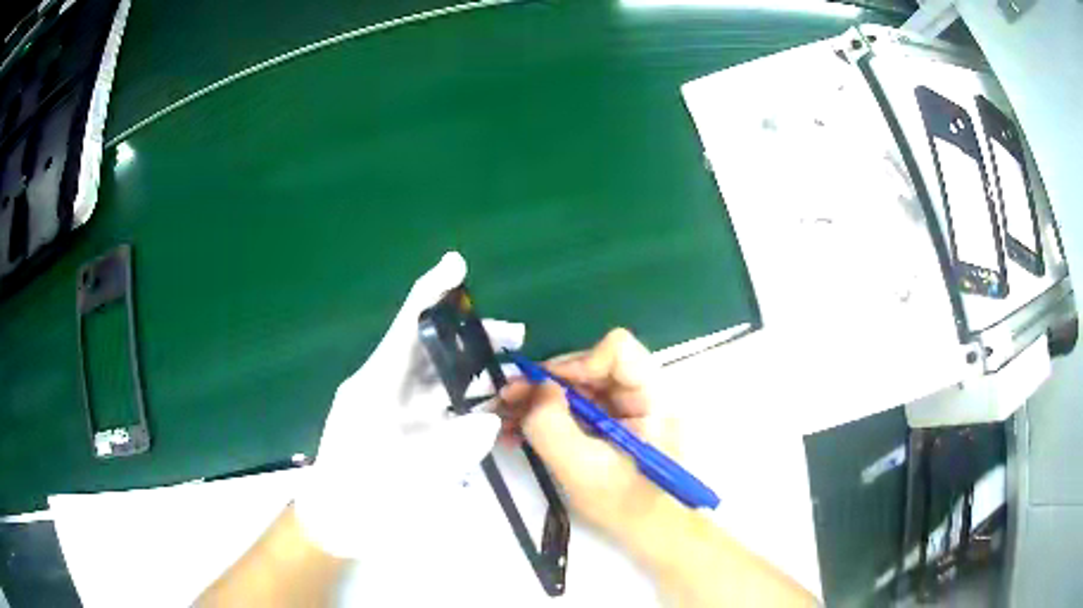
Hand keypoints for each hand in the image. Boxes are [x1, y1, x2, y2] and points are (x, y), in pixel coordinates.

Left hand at [295, 252, 523, 558]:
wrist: (335, 523)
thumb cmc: (360, 497)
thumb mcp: (407, 478)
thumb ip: (454, 448)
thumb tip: (490, 418)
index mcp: (376, 385)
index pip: (407, 326)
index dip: (432, 292)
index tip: (456, 264)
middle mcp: (384, 386)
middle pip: (430, 346)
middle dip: (472, 335)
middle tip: (516, 337)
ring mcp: (393, 406)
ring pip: (437, 373)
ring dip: (473, 366)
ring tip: (511, 371)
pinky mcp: (401, 425)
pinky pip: (437, 402)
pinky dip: (465, 397)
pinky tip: (491, 404)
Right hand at [499, 328, 682, 559]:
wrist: (648, 532)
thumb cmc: (625, 505)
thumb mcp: (582, 469)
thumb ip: (552, 426)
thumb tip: (536, 387)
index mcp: (651, 399)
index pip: (618, 351)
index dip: (578, 363)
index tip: (545, 390)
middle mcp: (640, 394)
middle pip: (589, 367)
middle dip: (544, 383)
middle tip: (506, 400)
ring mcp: (624, 409)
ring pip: (576, 387)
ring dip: (537, 400)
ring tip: (503, 419)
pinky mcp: (609, 424)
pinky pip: (574, 408)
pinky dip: (545, 416)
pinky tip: (516, 432)